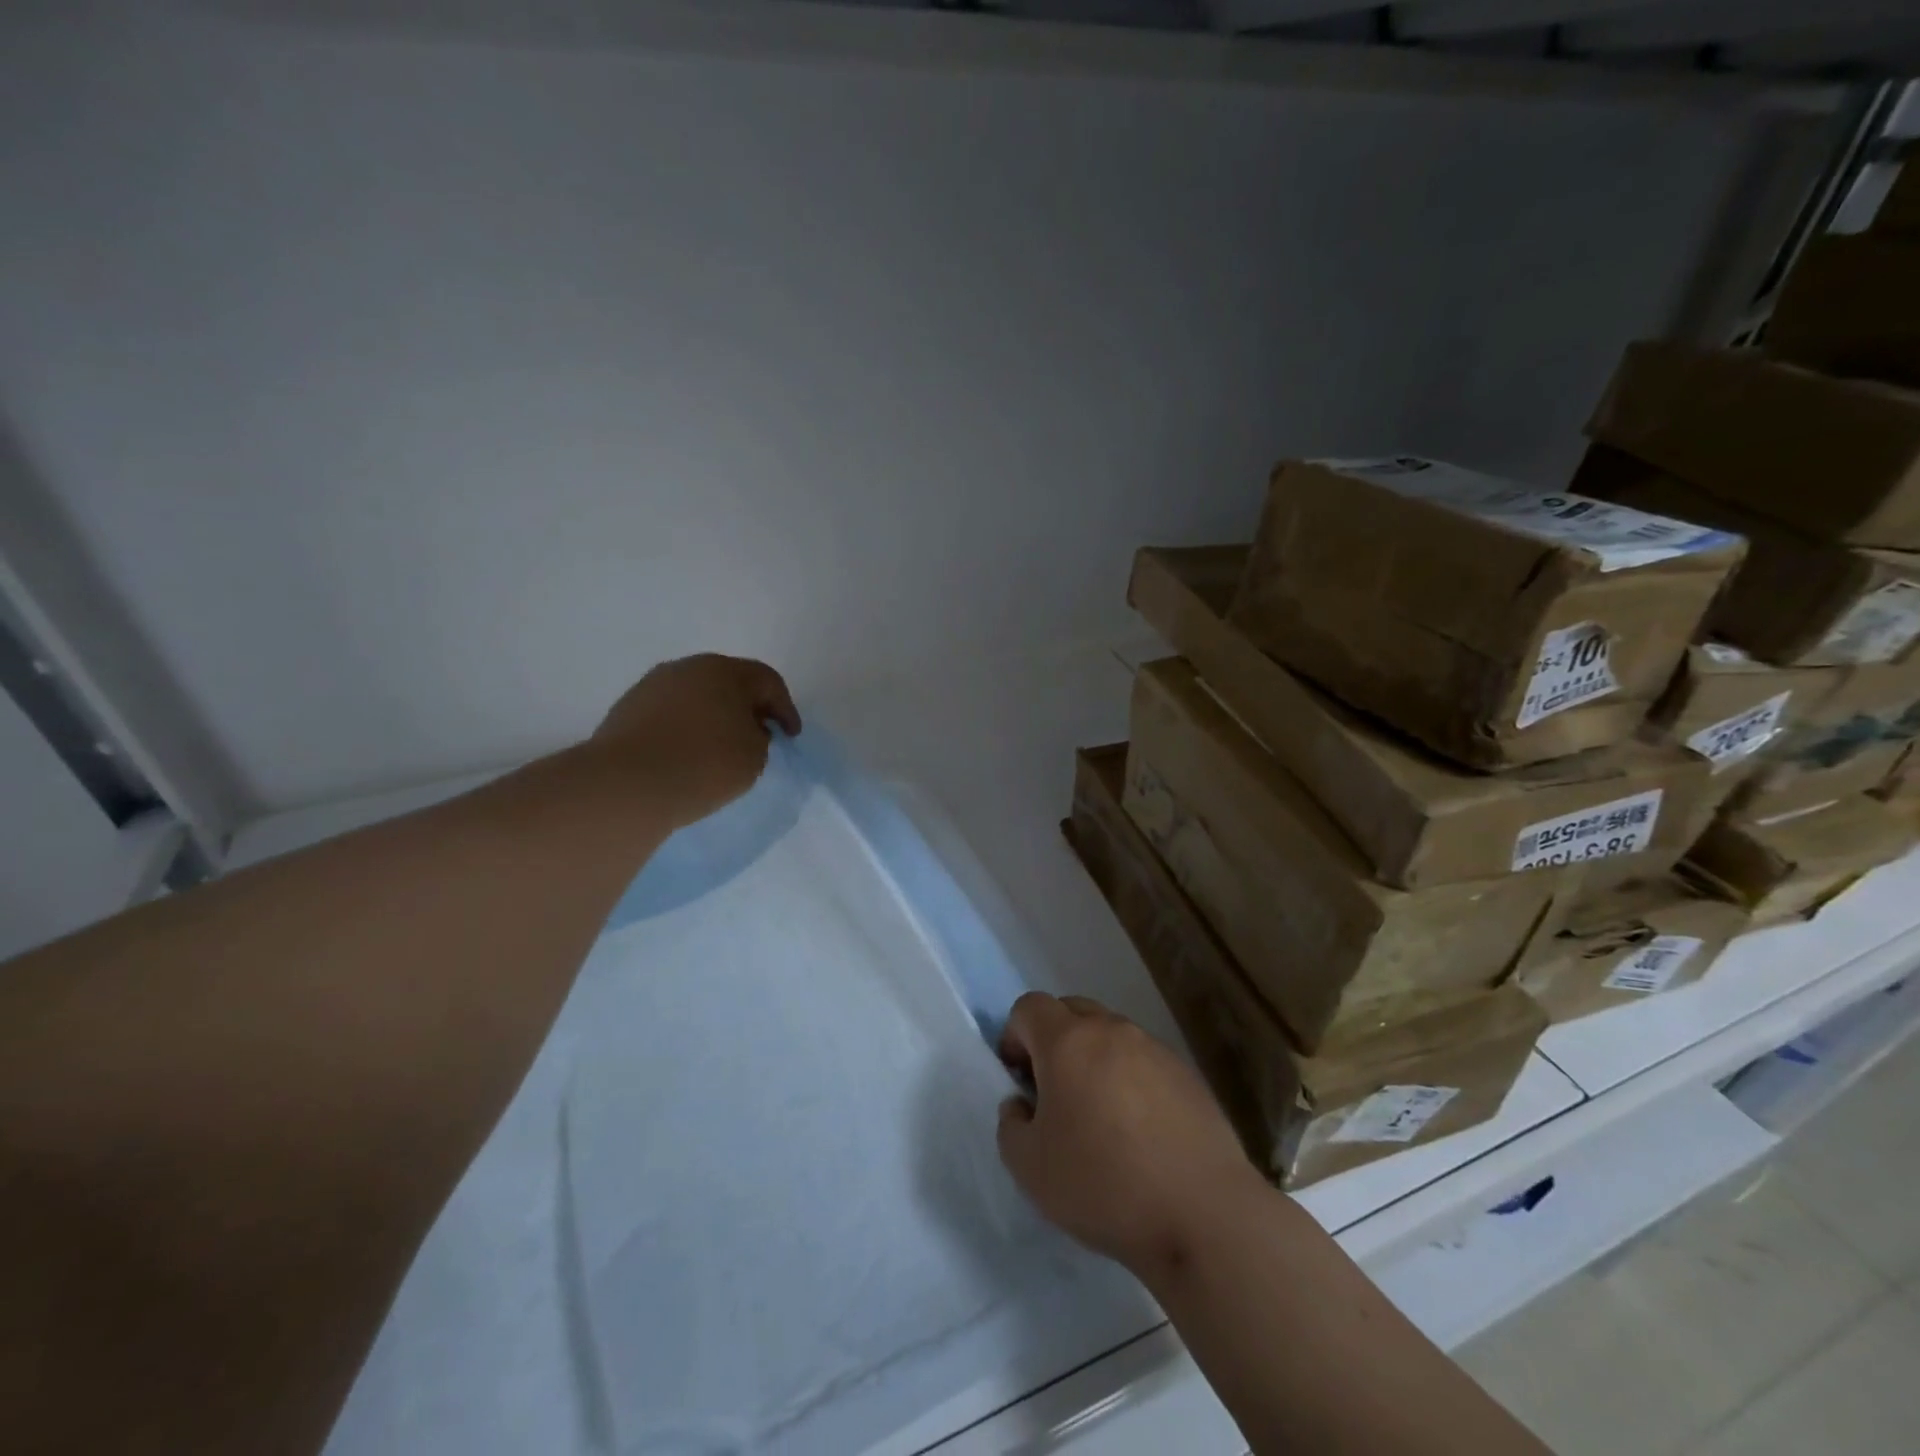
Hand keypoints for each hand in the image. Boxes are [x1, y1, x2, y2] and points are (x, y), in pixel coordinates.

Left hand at [590, 654, 801, 829]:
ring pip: (696, 696)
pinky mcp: (627, 709)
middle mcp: (688, 668)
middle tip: (759, 735)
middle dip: (747, 707)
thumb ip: (760, 737)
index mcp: (726, 671)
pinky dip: (685, 728)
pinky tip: (687, 753)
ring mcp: (652, 686)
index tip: (790, 736)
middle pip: (729, 682)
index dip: (785, 709)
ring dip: (713, 716)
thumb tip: (745, 729)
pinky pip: (670, 713)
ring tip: (720, 747)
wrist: (629, 784)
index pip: (768, 681)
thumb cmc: (706, 764)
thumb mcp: (755, 756)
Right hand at [996, 992, 1263, 1277]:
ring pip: (1110, 1035)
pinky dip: (1131, 1080)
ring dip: (1094, 1059)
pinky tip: (1141, 1132)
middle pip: (1071, 1011)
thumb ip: (1010, 1125)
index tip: (1020, 1080)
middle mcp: (1111, 1030)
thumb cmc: (1104, 1185)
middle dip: (1053, 1040)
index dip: (1015, 1037)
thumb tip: (1023, 1104)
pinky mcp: (1187, 1074)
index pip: (1029, 1007)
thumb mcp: (1029, 1168)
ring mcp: (1154, 1048)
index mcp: (1067, 1042)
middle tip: (1055, 1093)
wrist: (1203, 1214)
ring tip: (1101, 1116)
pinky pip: (1144, 1061)